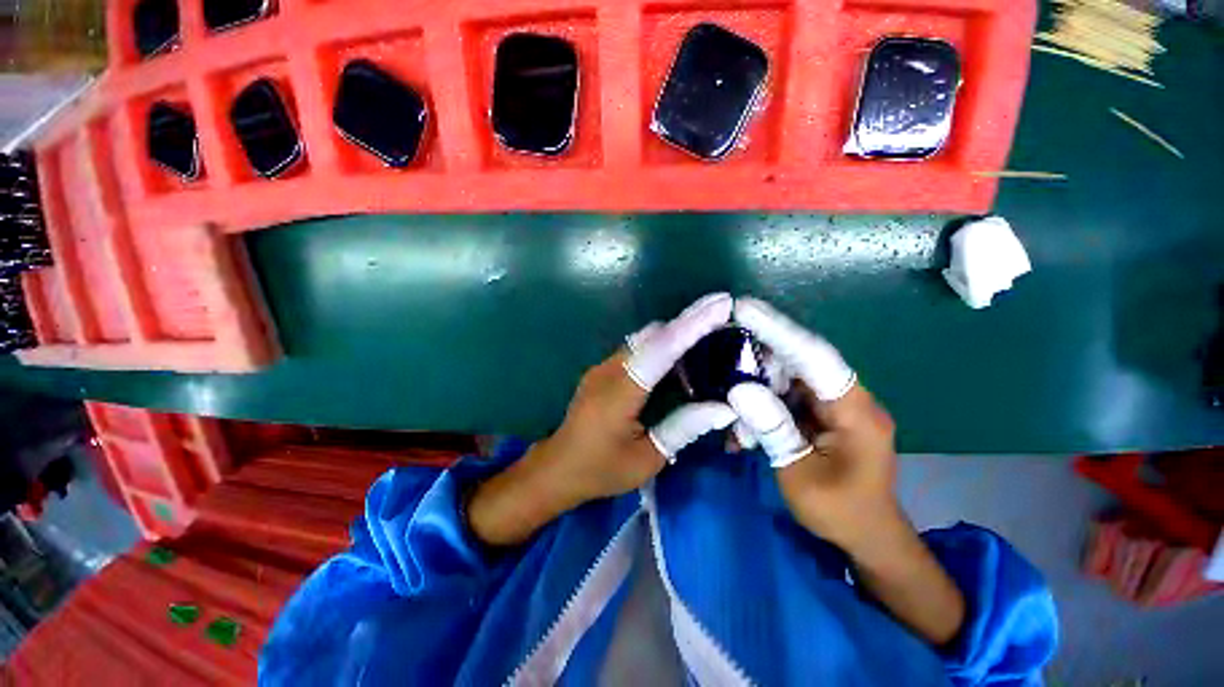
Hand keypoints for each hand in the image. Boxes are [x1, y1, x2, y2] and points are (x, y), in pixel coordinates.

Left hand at [468, 293, 737, 546]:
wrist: (557, 467)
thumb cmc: (600, 470)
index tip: (720, 305)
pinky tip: (680, 356)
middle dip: (689, 320)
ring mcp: (603, 367)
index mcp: (618, 394)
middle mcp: (608, 370)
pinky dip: (662, 344)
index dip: (691, 326)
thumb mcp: (646, 459)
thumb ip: (682, 428)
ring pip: (645, 338)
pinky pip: (637, 348)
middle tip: (723, 311)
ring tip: (709, 331)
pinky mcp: (603, 369)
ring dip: (676, 331)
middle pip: (653, 335)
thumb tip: (724, 407)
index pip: (659, 351)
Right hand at [727, 297, 897, 549]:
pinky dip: (762, 408)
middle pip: (797, 362)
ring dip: (755, 393)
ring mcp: (834, 405)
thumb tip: (739, 387)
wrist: (867, 538)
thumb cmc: (840, 513)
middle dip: (757, 365)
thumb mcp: (800, 473)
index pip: (814, 356)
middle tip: (722, 369)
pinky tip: (744, 433)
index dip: (777, 330)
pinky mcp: (822, 414)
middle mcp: (847, 398)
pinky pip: (786, 397)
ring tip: (735, 424)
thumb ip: (772, 428)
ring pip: (787, 380)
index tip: (743, 309)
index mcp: (854, 410)